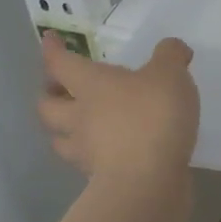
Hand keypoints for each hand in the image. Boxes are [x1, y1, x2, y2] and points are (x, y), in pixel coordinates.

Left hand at [38, 35, 198, 179]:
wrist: (148, 182)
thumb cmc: (152, 117)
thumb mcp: (170, 74)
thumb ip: (171, 56)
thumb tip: (172, 48)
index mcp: (91, 85)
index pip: (61, 64)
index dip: (52, 50)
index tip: (48, 40)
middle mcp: (79, 118)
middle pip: (47, 106)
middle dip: (49, 95)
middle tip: (58, 88)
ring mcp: (87, 152)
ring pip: (61, 138)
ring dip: (62, 129)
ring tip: (77, 124)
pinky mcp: (101, 180)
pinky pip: (88, 162)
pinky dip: (92, 154)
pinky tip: (109, 151)